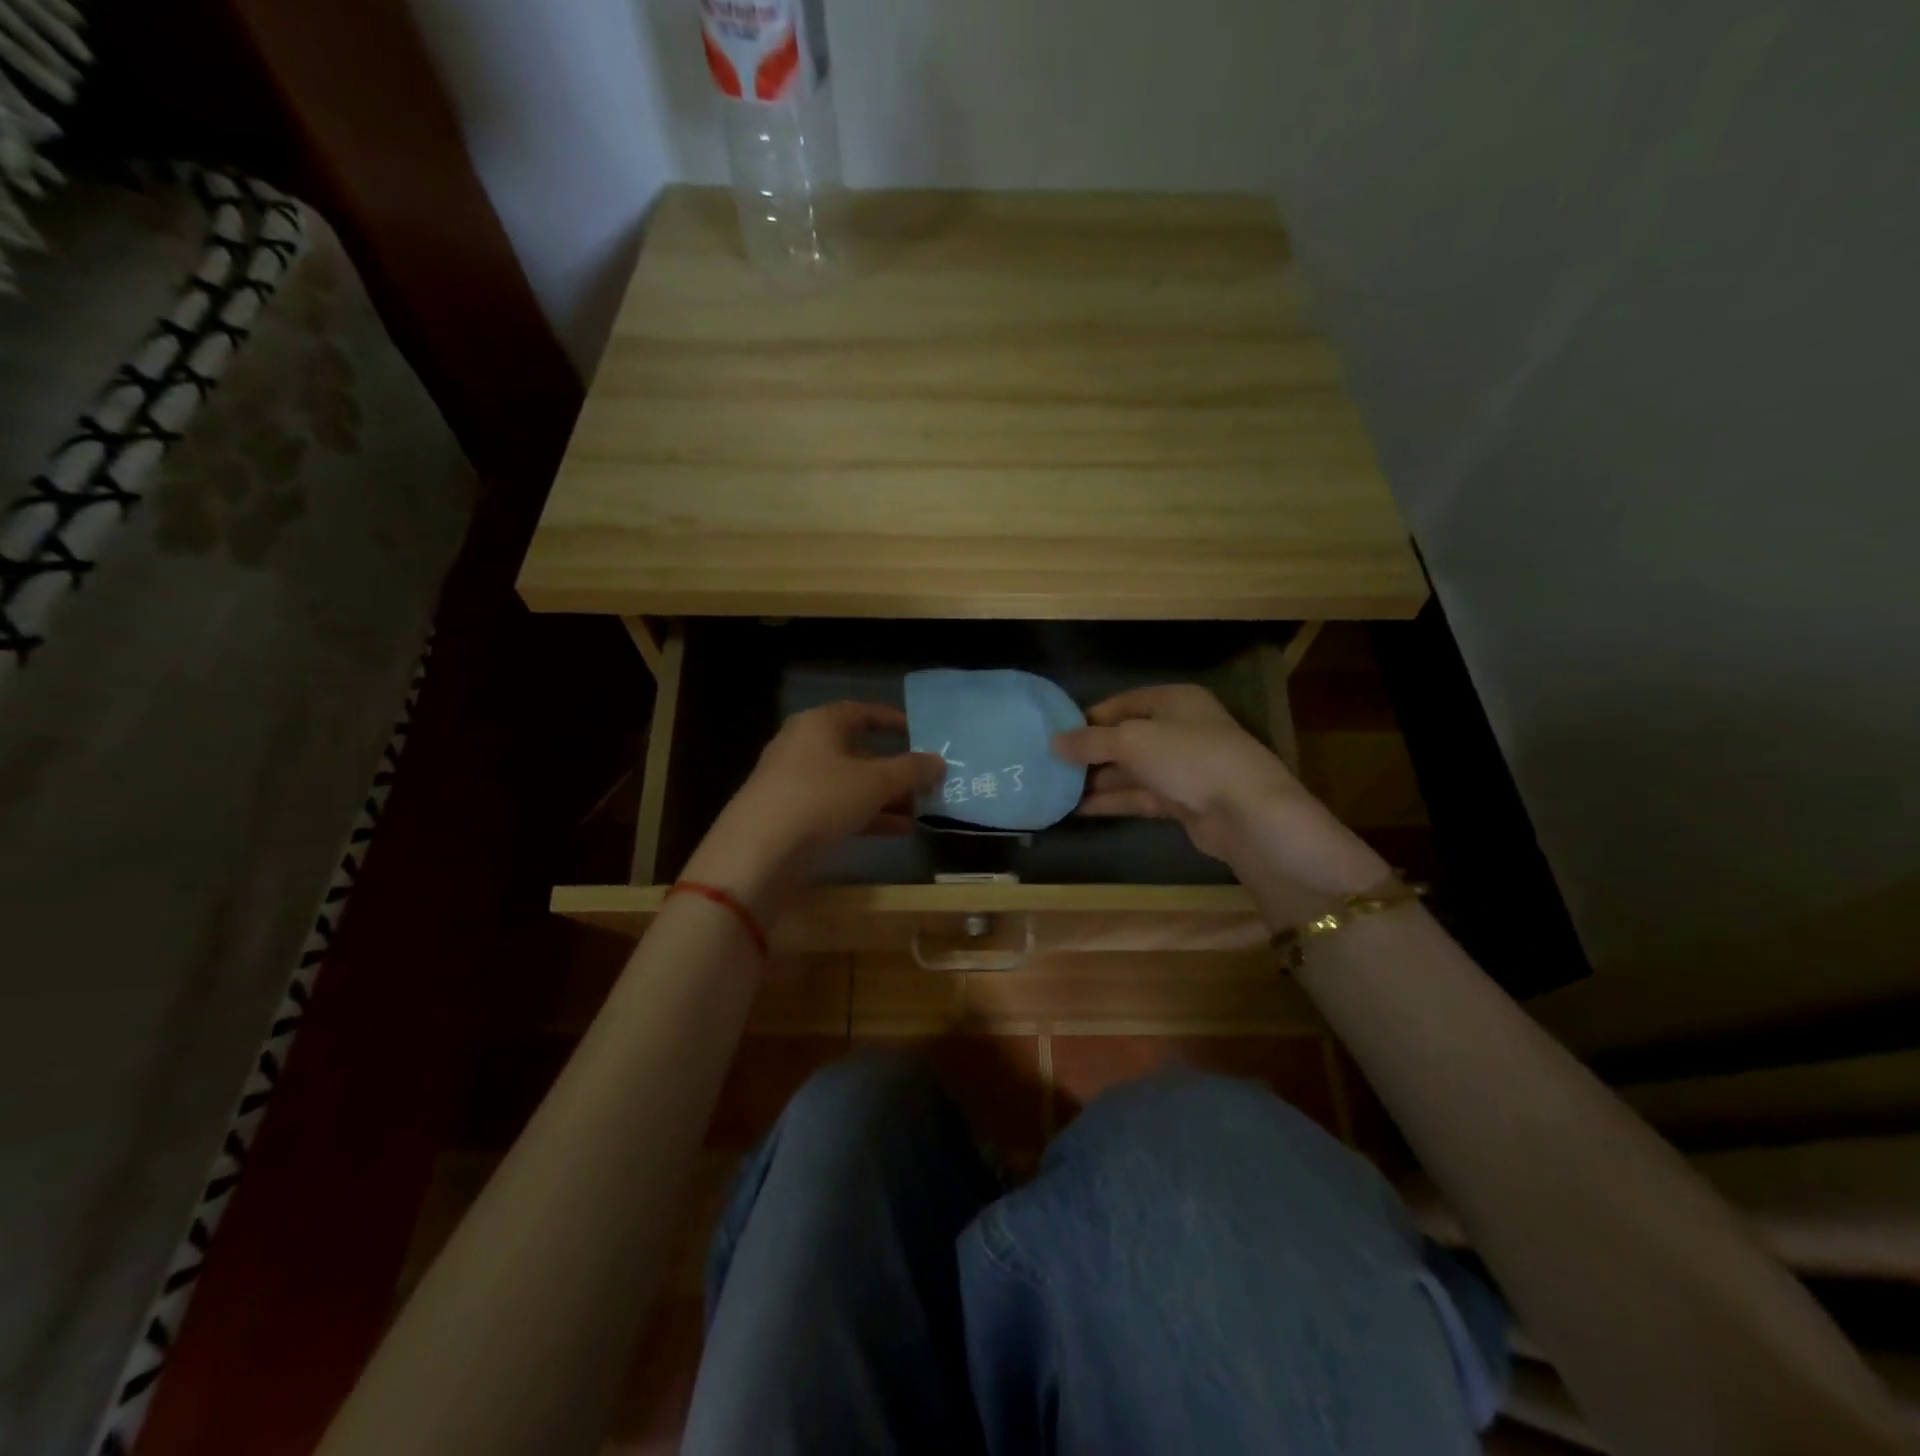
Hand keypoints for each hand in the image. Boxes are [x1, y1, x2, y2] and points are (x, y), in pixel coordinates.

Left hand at [683, 703, 944, 919]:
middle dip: (892, 768)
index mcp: (819, 724)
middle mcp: (802, 746)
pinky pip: (835, 807)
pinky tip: (895, 831)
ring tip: (918, 812)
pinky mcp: (789, 815)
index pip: (860, 712)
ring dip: (883, 797)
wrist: (756, 852)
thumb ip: (911, 771)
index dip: (890, 720)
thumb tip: (939, 762)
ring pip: (848, 783)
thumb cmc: (820, 799)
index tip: (918, 732)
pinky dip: (864, 815)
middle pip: (856, 751)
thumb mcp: (874, 783)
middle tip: (924, 782)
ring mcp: (792, 782)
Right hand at [1053, 685, 1386, 895]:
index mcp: (1173, 701)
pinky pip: (1139, 796)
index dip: (1088, 718)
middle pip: (1124, 738)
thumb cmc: (1188, 758)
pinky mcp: (1182, 801)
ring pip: (1130, 770)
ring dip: (1096, 780)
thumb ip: (1090, 742)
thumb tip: (1052, 743)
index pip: (1122, 703)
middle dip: (1089, 753)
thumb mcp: (1132, 741)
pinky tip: (1078, 809)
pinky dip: (1112, 801)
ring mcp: (1181, 767)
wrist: (1245, 812)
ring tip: (1055, 789)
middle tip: (1050, 765)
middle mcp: (1178, 729)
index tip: (1054, 734)